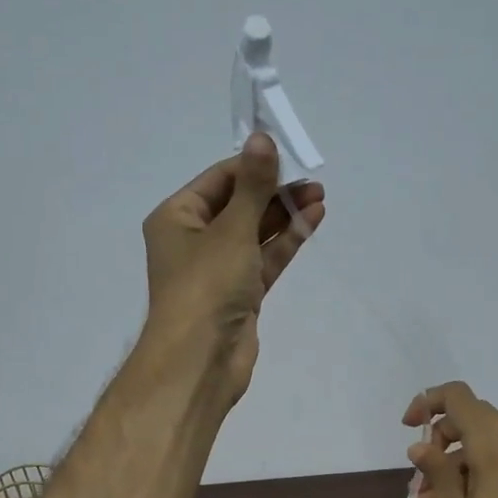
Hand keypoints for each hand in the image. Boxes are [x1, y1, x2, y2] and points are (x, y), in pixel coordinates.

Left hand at [141, 132, 325, 404]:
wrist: (201, 360)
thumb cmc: (207, 285)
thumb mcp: (232, 229)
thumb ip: (253, 185)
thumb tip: (262, 138)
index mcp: (177, 217)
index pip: (219, 180)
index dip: (253, 167)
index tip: (288, 156)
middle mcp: (194, 239)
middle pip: (238, 205)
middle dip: (274, 192)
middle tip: (312, 182)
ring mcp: (218, 269)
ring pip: (254, 233)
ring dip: (285, 215)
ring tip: (320, 196)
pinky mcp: (240, 293)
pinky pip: (264, 259)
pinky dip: (285, 242)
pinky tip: (312, 220)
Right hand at [403, 382, 497, 497]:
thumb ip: (435, 470)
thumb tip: (420, 446)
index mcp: (493, 446)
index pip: (459, 397)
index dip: (428, 402)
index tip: (408, 427)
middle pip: (473, 415)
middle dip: (441, 434)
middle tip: (421, 469)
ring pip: (486, 438)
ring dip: (455, 454)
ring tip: (432, 495)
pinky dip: (474, 466)